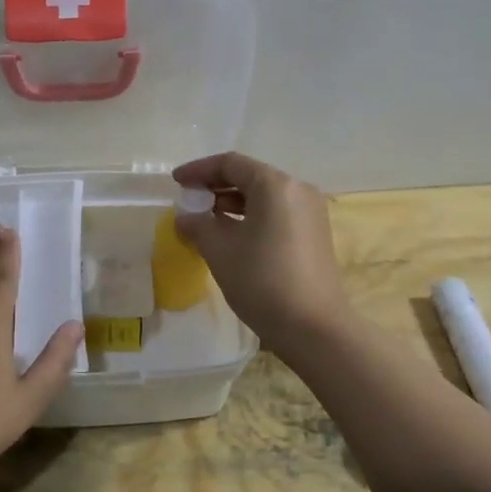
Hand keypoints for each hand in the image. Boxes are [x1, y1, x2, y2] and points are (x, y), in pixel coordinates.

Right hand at [171, 152, 351, 352]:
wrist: (314, 328)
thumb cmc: (262, 281)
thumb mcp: (219, 250)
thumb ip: (198, 225)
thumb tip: (185, 217)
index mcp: (275, 185)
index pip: (230, 164)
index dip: (199, 170)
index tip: (176, 182)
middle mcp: (297, 189)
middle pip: (249, 176)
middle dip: (215, 186)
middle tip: (188, 200)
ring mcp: (310, 212)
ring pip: (263, 196)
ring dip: (232, 203)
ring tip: (204, 219)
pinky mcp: (314, 233)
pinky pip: (276, 212)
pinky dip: (250, 216)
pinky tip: (230, 234)